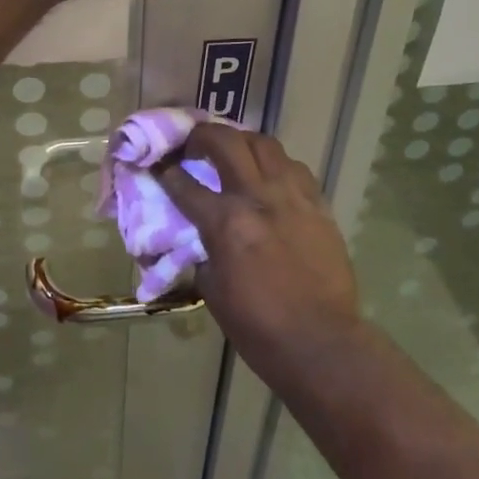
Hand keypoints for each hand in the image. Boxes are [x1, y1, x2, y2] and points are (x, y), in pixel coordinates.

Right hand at [161, 125, 363, 386]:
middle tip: (193, 145)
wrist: (321, 343)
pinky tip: (270, 177)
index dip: (165, 171)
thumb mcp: (212, 290)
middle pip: (225, 141)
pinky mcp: (318, 203)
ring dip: (241, 142)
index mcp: (226, 223)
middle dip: (201, 136)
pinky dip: (276, 164)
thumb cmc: (259, 327)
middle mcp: (257, 197)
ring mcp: (292, 196)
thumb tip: (199, 232)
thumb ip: (202, 250)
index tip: (157, 164)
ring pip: (264, 143)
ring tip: (233, 153)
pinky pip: (294, 167)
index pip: (184, 183)